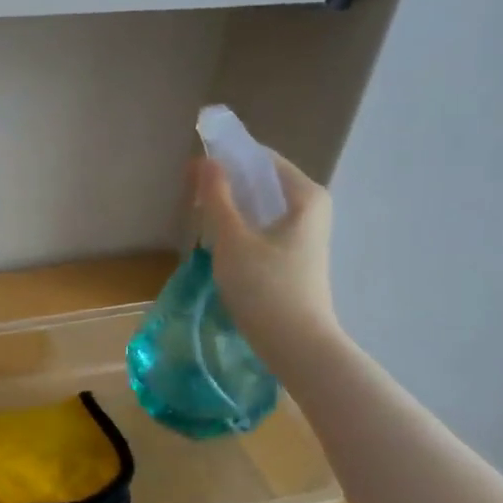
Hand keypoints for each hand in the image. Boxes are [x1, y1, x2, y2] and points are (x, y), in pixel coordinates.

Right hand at [192, 151, 340, 374]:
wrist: (295, 343)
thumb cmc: (265, 286)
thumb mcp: (232, 239)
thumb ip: (217, 197)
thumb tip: (204, 161)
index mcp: (305, 195)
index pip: (262, 159)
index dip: (227, 158)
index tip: (193, 169)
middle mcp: (311, 208)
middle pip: (262, 182)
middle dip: (227, 183)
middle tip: (191, 194)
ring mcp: (305, 234)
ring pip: (261, 207)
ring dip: (230, 207)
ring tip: (200, 218)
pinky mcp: (294, 256)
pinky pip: (263, 227)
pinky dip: (241, 227)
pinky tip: (218, 242)